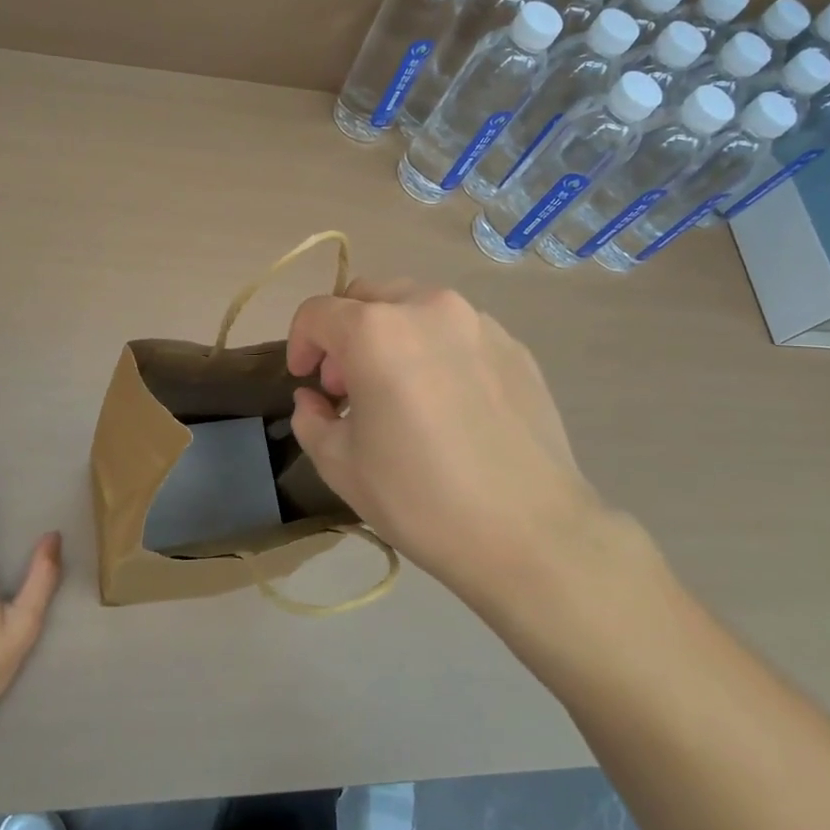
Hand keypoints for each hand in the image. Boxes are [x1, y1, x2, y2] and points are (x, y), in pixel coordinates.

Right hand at [286, 279, 637, 618]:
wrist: (530, 533)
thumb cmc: (421, 499)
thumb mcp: (341, 465)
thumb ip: (312, 419)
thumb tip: (314, 400)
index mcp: (377, 331)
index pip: (318, 313)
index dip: (299, 342)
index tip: (305, 380)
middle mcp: (429, 308)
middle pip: (368, 296)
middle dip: (345, 332)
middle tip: (346, 384)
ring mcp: (480, 323)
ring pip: (416, 307)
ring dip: (391, 336)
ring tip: (398, 390)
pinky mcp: (515, 347)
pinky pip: (458, 332)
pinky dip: (436, 350)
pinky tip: (447, 403)